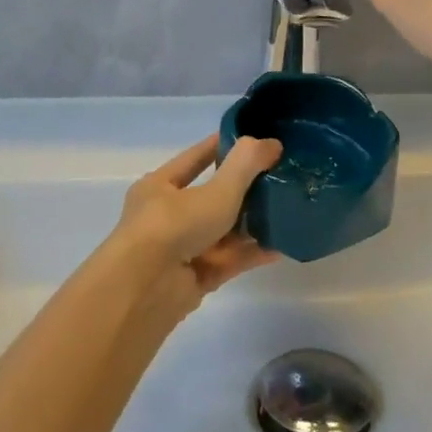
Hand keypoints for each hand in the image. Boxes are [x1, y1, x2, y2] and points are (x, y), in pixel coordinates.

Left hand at [116, 135, 282, 300]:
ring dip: (252, 223)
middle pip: (212, 197)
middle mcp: (167, 216)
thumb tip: (272, 143)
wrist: (144, 291)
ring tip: (287, 212)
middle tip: (280, 179)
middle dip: (245, 190)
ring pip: (222, 231)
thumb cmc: (174, 226)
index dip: (223, 147)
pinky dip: (251, 253)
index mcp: (161, 186)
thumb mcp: (216, 190)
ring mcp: (180, 250)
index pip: (196, 158)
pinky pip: (227, 260)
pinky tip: (280, 247)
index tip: (255, 141)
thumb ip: (246, 164)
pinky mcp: (193, 280)